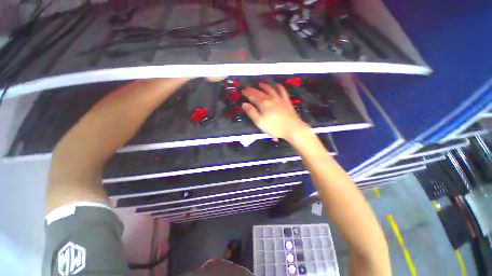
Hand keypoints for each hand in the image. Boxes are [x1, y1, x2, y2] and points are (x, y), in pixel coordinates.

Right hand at [242, 83, 309, 140]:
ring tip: (260, 83)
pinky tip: (278, 85)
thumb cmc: (275, 127)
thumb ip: (252, 112)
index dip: (247, 93)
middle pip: (260, 92)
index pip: (253, 96)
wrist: (292, 128)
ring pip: (271, 90)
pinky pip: (283, 92)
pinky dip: (280, 88)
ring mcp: (280, 99)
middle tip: (248, 87)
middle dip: (253, 90)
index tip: (243, 90)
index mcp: (264, 104)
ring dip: (265, 86)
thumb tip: (244, 104)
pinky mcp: (287, 102)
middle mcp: (271, 99)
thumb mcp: (260, 122)